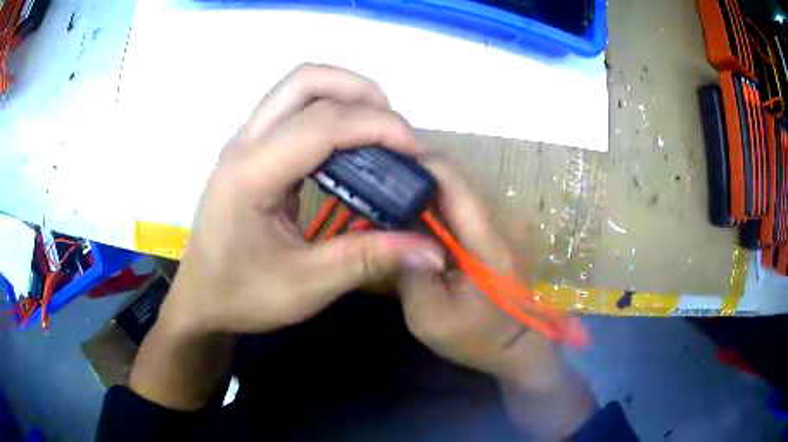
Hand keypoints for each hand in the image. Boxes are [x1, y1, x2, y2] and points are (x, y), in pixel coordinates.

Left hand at [162, 64, 444, 335]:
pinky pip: (295, 108)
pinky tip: (350, 146)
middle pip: (305, 81)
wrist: (201, 298)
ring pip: (299, 87)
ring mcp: (245, 142)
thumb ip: (369, 260)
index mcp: (249, 175)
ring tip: (378, 133)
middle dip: (360, 93)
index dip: (377, 126)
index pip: (321, 123)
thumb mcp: (306, 287)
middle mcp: (244, 145)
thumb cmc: (242, 295)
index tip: (416, 151)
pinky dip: (331, 112)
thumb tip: (431, 250)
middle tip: (395, 131)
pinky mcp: (252, 150)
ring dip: (345, 96)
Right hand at [399, 160, 596, 437]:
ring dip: (418, 187)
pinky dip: (428, 205)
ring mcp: (492, 226)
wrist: (518, 347)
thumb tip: (393, 232)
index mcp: (484, 239)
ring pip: (451, 189)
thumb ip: (410, 274)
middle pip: (449, 177)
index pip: (451, 178)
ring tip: (383, 196)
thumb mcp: (431, 318)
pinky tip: (406, 217)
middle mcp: (493, 221)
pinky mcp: (487, 234)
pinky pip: (454, 207)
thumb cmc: (477, 338)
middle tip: (372, 181)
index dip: (415, 161)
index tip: (380, 164)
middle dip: (410, 172)